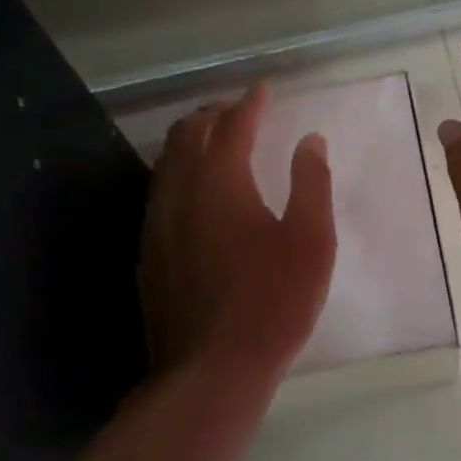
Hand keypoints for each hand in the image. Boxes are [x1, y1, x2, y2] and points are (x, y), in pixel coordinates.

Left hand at [139, 83, 336, 378]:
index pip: (233, 125)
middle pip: (188, 134)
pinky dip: (178, 174)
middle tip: (238, 111)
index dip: (250, 103)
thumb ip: (311, 183)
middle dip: (213, 114)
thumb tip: (310, 140)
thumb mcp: (311, 240)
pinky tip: (194, 194)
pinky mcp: (148, 253)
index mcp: (221, 181)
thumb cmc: (273, 301)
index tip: (263, 89)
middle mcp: (180, 192)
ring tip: (214, 142)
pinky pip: (160, 193)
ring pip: (167, 163)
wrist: (211, 371)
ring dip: (190, 142)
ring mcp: (157, 224)